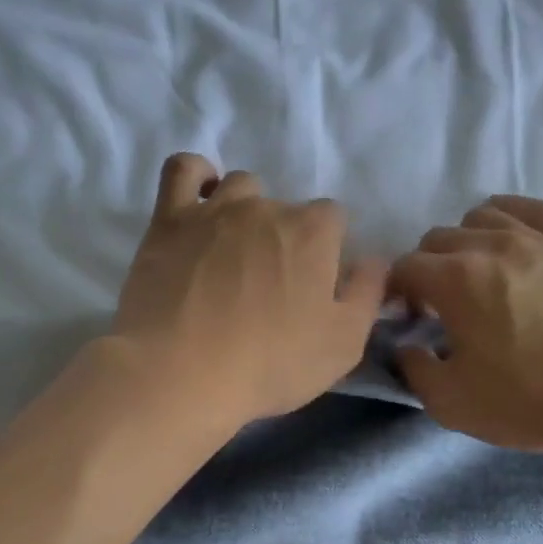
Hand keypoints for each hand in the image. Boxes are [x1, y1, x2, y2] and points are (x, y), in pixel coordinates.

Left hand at [113, 154, 387, 428]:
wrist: (182, 373)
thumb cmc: (271, 364)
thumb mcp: (343, 344)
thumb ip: (367, 294)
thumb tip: (374, 261)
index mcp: (313, 232)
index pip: (334, 220)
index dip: (327, 251)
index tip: (314, 286)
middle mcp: (267, 207)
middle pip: (286, 208)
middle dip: (286, 238)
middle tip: (271, 285)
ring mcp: (214, 209)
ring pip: (240, 186)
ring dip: (246, 209)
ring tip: (235, 251)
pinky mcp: (168, 220)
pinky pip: (182, 170)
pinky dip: (196, 174)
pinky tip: (201, 197)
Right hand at [390, 196, 542, 454]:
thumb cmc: (528, 402)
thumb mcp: (450, 403)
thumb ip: (413, 370)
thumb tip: (406, 346)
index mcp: (455, 280)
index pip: (404, 268)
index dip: (395, 293)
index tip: (407, 320)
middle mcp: (492, 245)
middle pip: (437, 239)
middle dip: (426, 270)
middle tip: (440, 308)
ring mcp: (538, 238)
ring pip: (481, 216)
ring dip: (464, 243)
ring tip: (477, 276)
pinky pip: (531, 209)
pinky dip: (509, 219)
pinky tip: (510, 241)